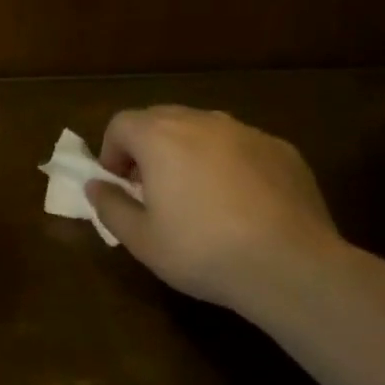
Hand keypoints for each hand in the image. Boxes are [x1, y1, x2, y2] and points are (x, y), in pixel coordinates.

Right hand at [86, 106, 351, 325]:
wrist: (290, 266)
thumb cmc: (202, 252)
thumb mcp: (141, 240)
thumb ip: (110, 206)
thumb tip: (95, 185)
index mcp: (161, 138)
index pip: (121, 123)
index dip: (111, 151)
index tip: (119, 184)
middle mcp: (203, 121)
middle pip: (161, 118)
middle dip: (148, 147)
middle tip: (151, 188)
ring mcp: (247, 132)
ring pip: (204, 129)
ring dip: (188, 151)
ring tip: (196, 194)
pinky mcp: (282, 149)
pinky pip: (242, 146)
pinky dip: (229, 163)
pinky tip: (241, 203)